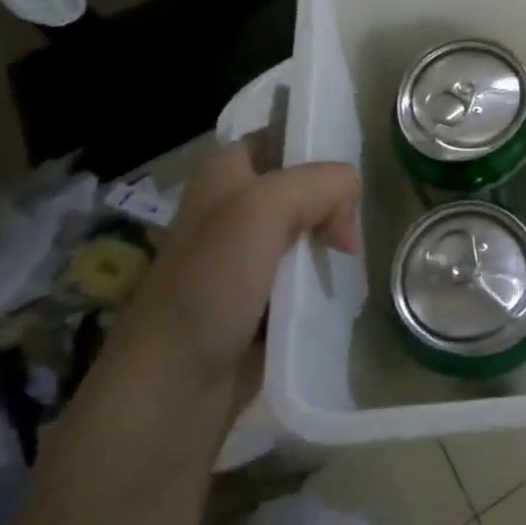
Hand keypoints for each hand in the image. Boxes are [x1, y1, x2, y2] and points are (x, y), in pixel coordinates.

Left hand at [125, 144, 359, 414]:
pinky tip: (341, 288)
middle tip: (349, 235)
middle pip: (306, 184)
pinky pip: (307, 271)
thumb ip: (319, 185)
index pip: (285, 135)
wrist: (173, 389)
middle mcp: (235, 206)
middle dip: (336, 203)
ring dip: (334, 242)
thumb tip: (351, 207)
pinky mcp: (261, 296)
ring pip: (310, 229)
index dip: (321, 148)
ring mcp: (247, 254)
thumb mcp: (263, 211)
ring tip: (351, 263)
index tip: (352, 178)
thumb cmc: (210, 287)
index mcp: (225, 172)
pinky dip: (326, 275)